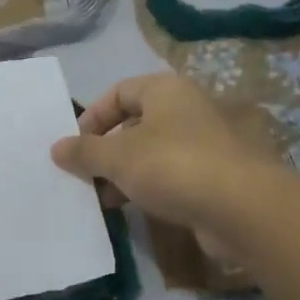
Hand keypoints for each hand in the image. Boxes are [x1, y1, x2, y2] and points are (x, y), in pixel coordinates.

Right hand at [50, 73, 289, 233]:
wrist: (243, 208)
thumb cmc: (174, 166)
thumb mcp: (118, 157)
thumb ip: (84, 151)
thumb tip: (56, 147)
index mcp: (165, 90)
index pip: (119, 92)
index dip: (92, 116)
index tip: (75, 146)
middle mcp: (187, 108)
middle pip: (135, 122)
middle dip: (107, 149)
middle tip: (86, 175)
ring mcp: (205, 142)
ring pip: (153, 151)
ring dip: (125, 172)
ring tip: (104, 199)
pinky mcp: (215, 175)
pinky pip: (173, 174)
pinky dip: (150, 187)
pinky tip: (135, 209)